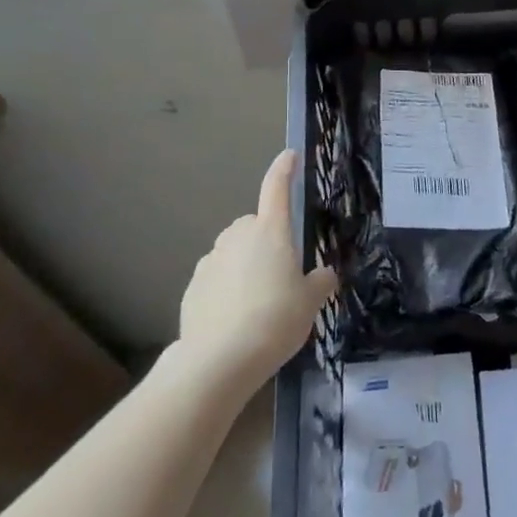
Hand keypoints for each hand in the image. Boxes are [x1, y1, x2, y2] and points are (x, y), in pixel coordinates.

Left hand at [180, 150, 337, 381]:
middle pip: (255, 226)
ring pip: (234, 251)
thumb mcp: (311, 303)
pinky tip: (236, 318)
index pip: (277, 188)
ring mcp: (211, 260)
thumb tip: (323, 274)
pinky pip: (217, 277)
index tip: (289, 156)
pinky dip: (227, 288)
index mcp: (270, 231)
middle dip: (267, 240)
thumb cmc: (275, 320)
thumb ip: (320, 282)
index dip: (284, 169)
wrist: (219, 360)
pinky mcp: (193, 286)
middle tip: (283, 274)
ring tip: (259, 303)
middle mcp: (238, 236)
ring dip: (246, 265)